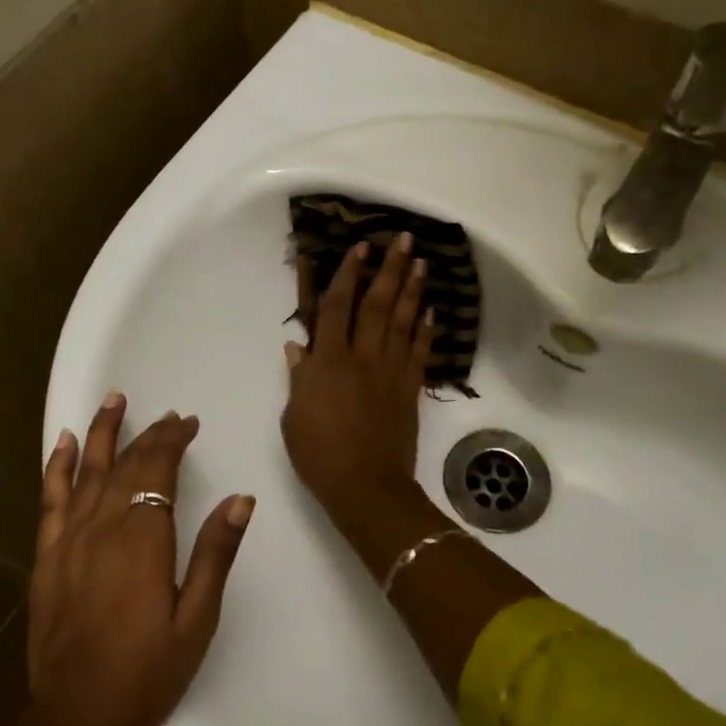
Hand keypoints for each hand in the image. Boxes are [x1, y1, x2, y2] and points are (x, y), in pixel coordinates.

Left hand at [27, 395, 252, 725]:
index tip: (189, 423)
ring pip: (88, 471)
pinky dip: (59, 467)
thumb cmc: (147, 672)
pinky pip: (51, 500)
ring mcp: (69, 541)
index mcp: (142, 539)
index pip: (157, 469)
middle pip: (126, 465)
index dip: (173, 440)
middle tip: (170, 416)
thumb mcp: (197, 619)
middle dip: (149, 435)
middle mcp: (102, 527)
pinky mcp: (47, 558)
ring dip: (103, 432)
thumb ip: (216, 554)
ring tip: (115, 399)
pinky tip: (67, 443)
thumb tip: (241, 499)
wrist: (76, 721)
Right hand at [281, 235, 432, 523]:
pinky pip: (419, 352)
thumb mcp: (294, 416)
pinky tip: (431, 310)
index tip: (359, 249)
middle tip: (402, 239)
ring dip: (412, 289)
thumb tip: (297, 346)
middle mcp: (362, 357)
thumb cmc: (319, 453)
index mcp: (328, 362)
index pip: (336, 307)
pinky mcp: (410, 389)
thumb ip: (299, 377)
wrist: (365, 486)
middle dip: (389, 269)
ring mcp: (390, 372)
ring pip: (403, 321)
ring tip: (420, 262)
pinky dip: (426, 329)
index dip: (347, 275)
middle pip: (377, 304)